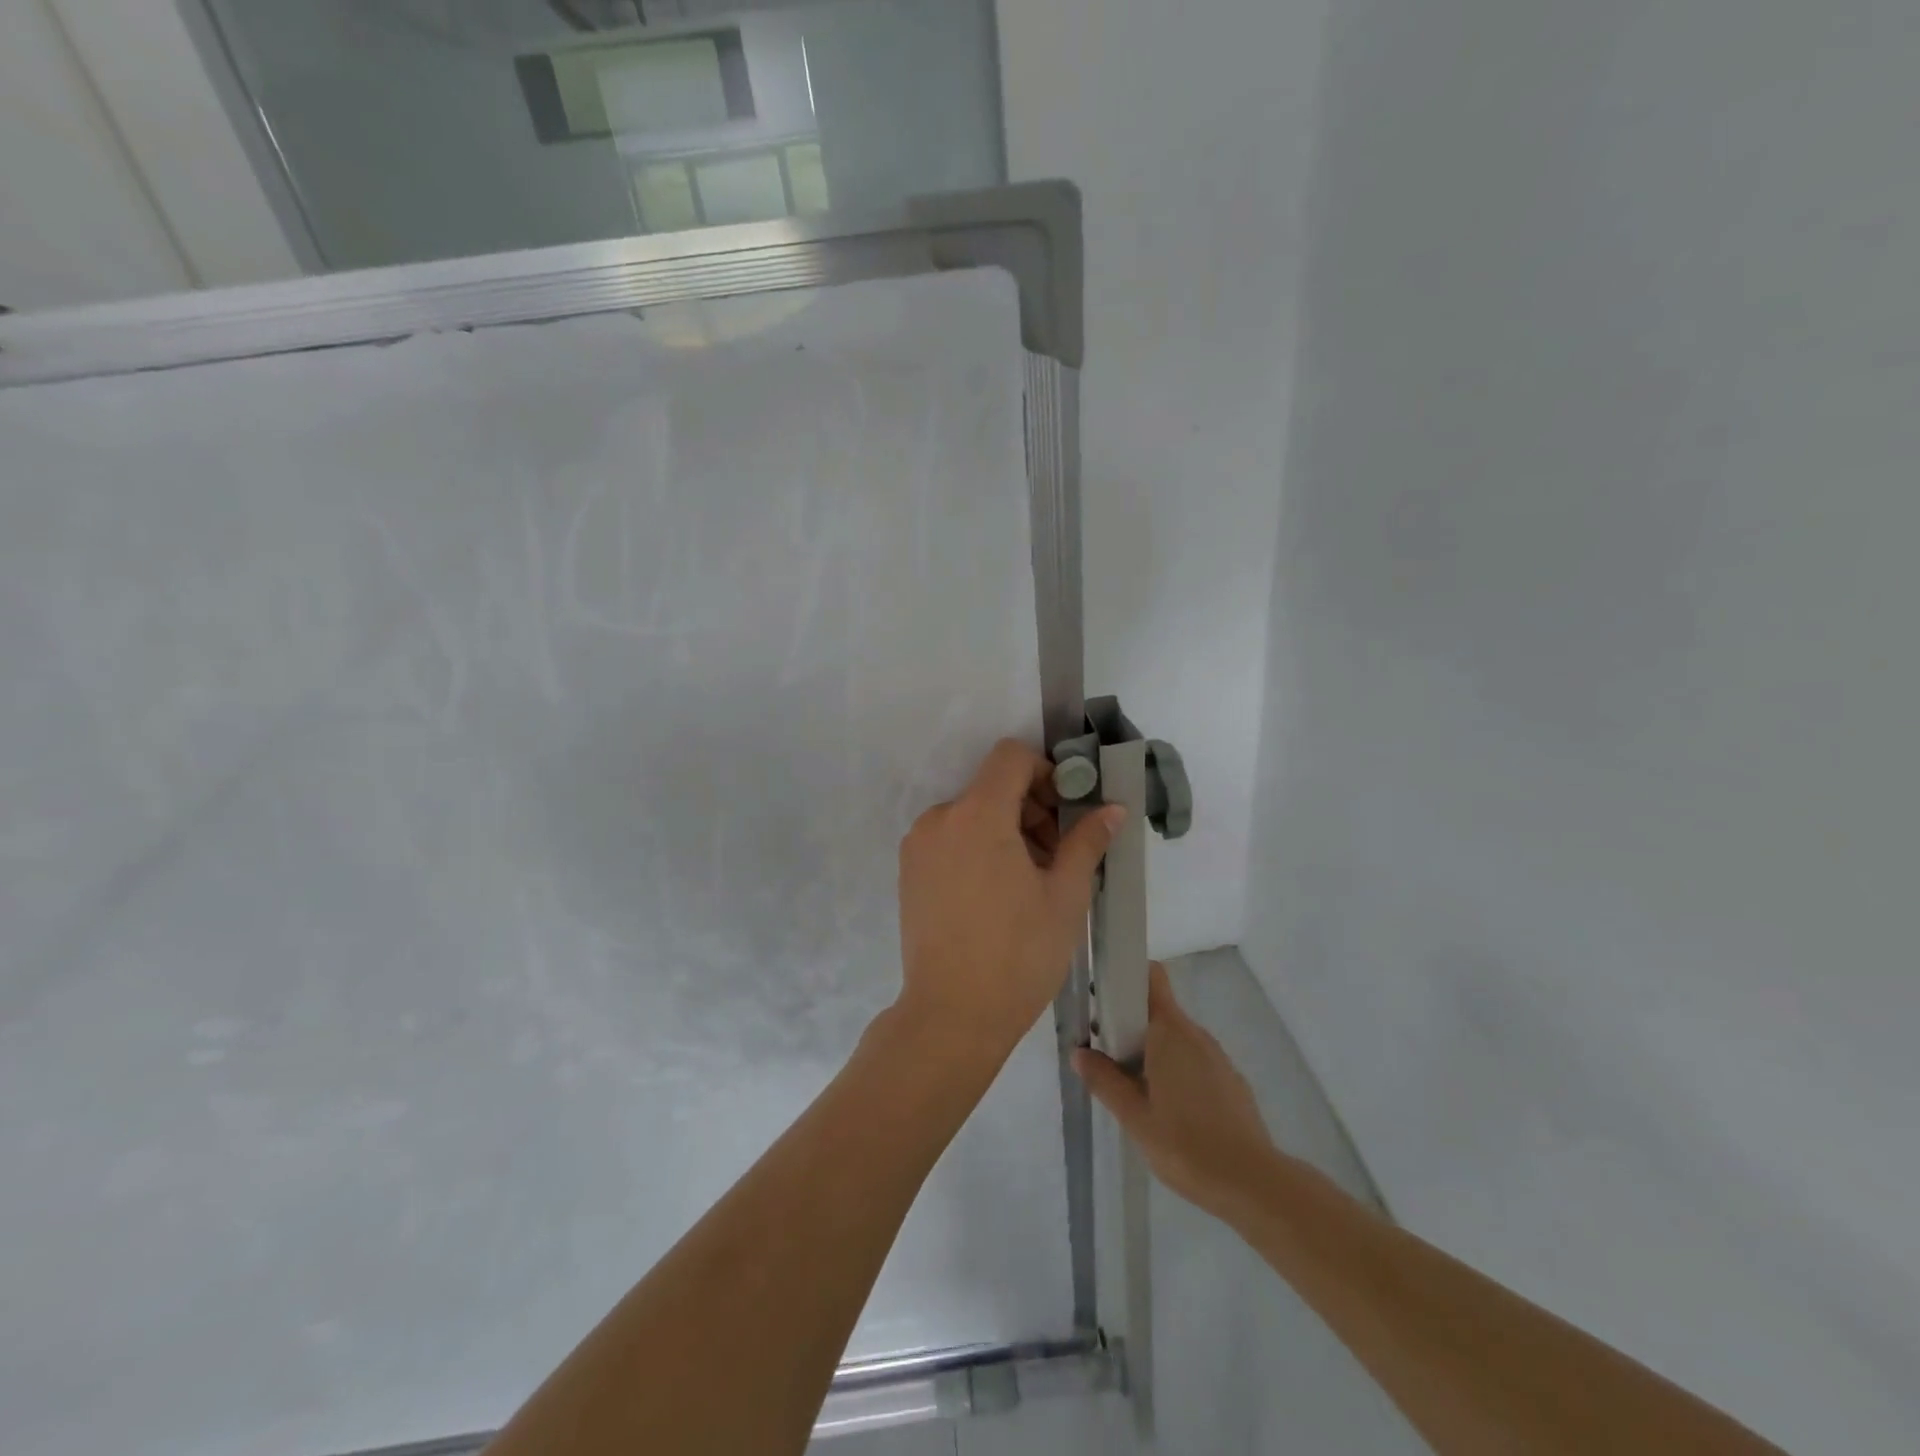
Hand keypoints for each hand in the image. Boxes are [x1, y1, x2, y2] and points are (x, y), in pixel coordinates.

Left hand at [896, 740, 1124, 1061]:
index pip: (1011, 757)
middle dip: (1031, 808)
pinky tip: (999, 894)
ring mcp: (918, 846)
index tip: (1066, 809)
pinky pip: (951, 839)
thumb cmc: (1018, 954)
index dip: (1045, 771)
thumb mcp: (1064, 896)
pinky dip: (979, 847)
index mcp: (977, 814)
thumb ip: (1086, 841)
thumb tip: (1112, 808)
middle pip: (992, 787)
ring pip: (972, 814)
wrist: (952, 1016)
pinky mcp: (909, 872)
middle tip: (1058, 855)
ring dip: (1006, 830)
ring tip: (1032, 880)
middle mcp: (939, 818)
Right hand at [1074, 962, 1279, 1220]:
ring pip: (1175, 1038)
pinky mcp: (1230, 1081)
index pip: (1151, 977)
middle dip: (1130, 1026)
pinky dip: (1176, 1071)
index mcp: (1170, 1031)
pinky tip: (1169, 1112)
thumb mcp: (1134, 1117)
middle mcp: (1195, 1034)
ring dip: (1152, 1052)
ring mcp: (1217, 1057)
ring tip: (1134, 1091)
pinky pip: (1194, 1061)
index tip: (1103, 1001)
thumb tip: (1080, 1053)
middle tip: (1107, 1058)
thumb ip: (1104, 1081)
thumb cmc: (1186, 1145)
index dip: (1127, 978)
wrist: (1253, 1184)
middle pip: (1158, 1010)